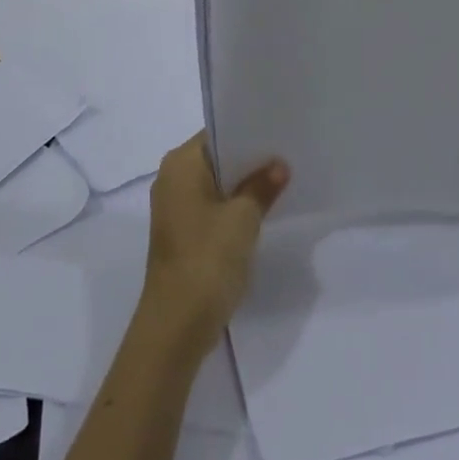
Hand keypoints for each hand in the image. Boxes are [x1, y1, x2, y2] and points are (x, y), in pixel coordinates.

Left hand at [138, 133, 289, 359]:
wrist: (177, 324)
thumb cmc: (208, 258)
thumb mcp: (243, 218)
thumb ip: (262, 186)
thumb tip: (279, 165)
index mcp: (180, 163)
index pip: (217, 134)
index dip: (248, 135)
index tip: (279, 136)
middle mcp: (171, 178)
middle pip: (216, 159)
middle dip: (248, 162)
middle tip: (287, 158)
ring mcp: (174, 208)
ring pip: (214, 185)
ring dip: (242, 187)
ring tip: (280, 183)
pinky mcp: (181, 233)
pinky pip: (210, 208)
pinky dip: (232, 208)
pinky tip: (260, 214)